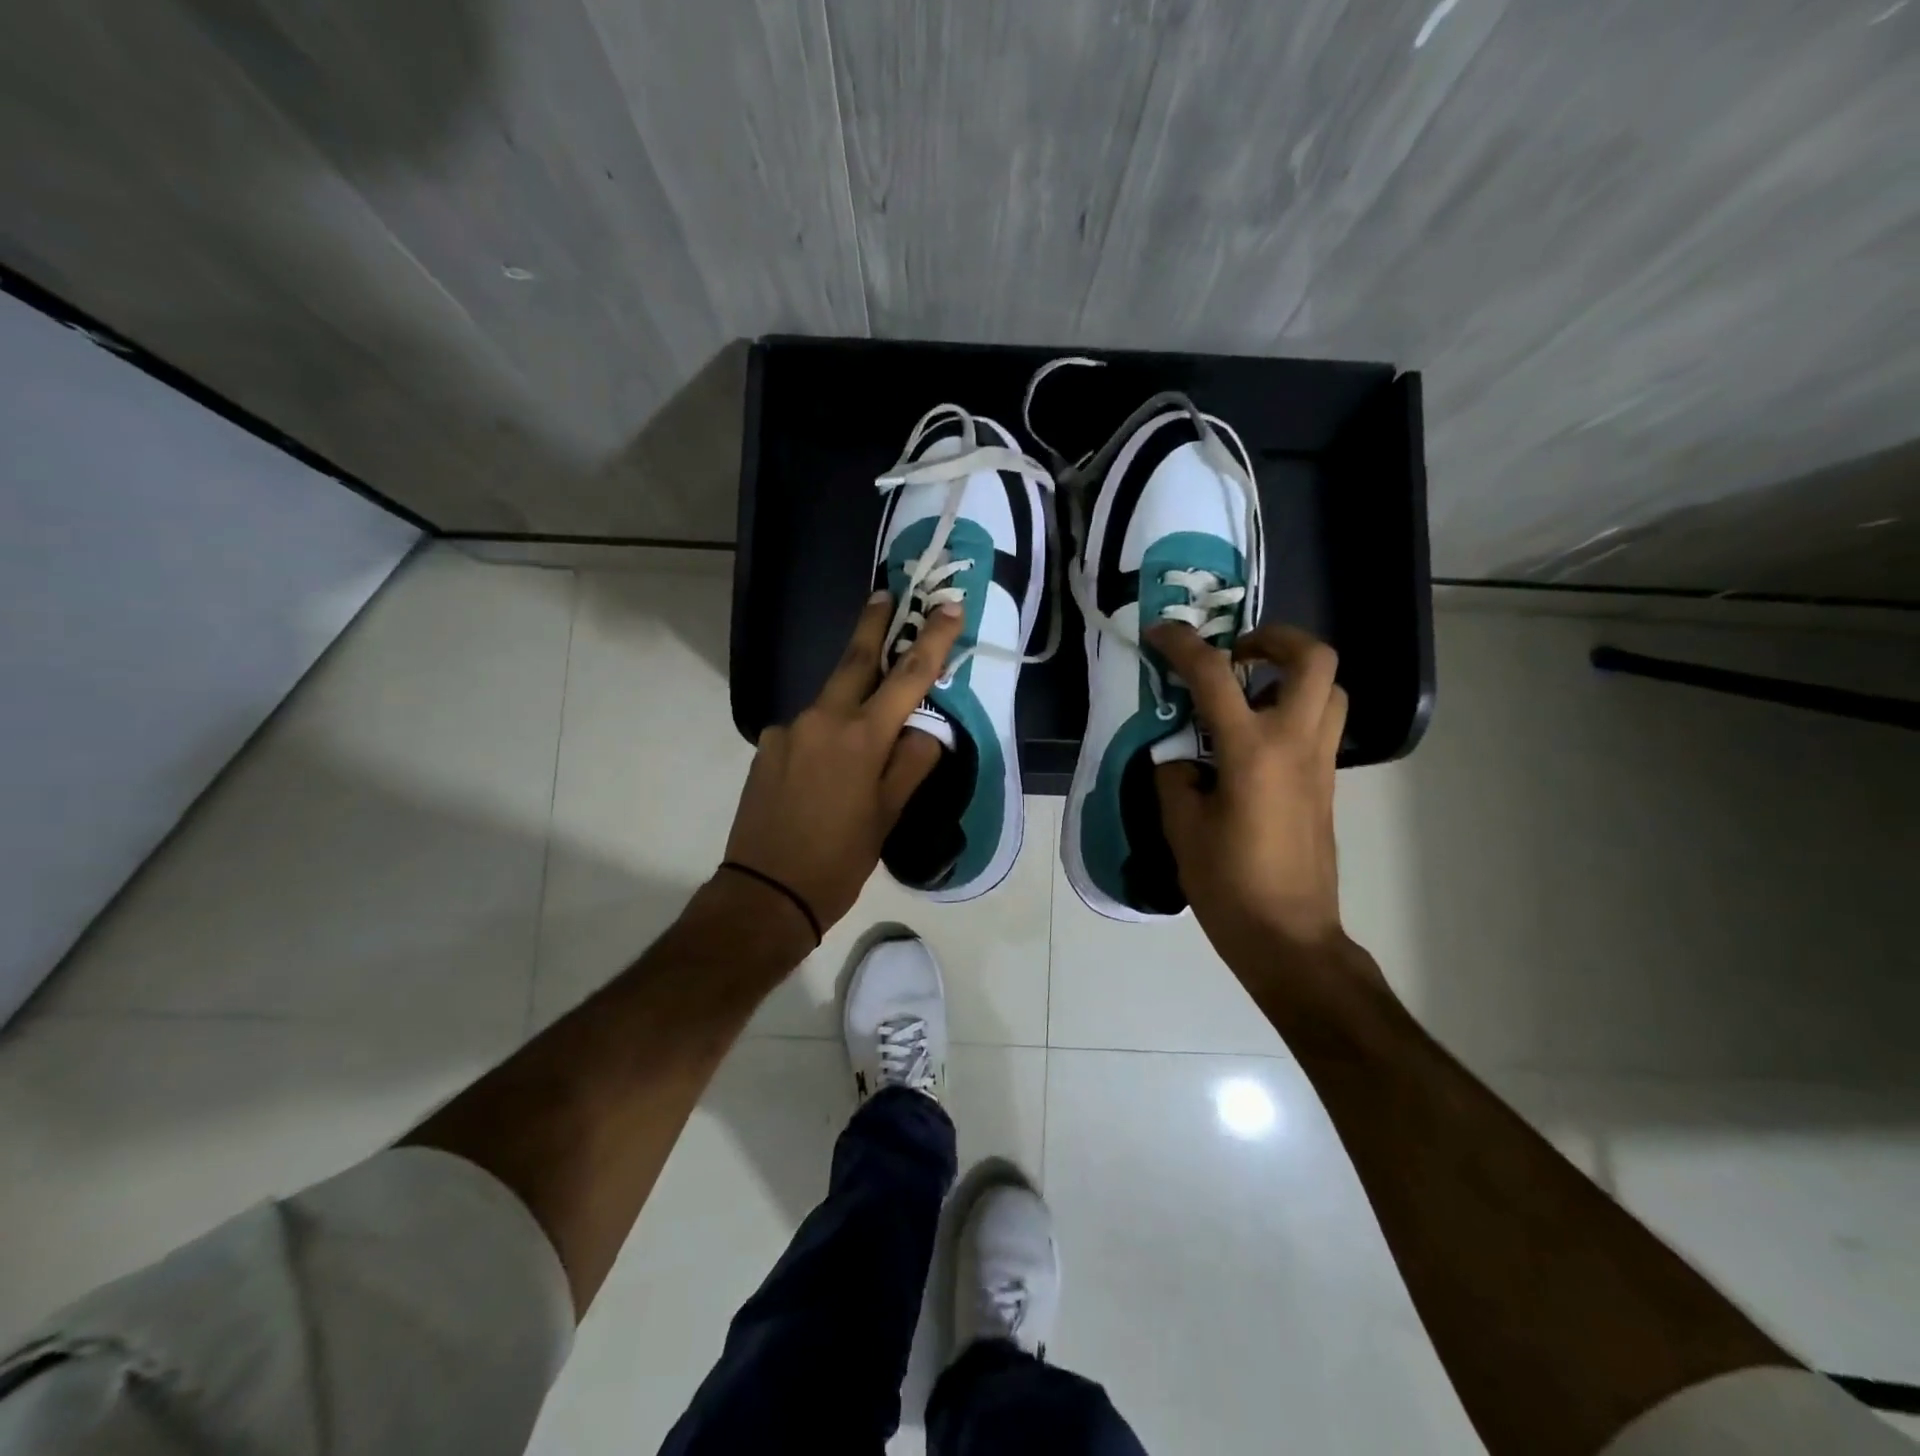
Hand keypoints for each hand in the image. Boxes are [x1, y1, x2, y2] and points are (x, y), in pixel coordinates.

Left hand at [722, 591, 962, 934]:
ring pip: (830, 702)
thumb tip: (926, 731)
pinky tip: (825, 773)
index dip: (932, 639)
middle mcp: (821, 720)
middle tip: (885, 594)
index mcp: (861, 738)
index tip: (947, 607)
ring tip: (863, 738)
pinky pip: (807, 730)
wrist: (765, 893)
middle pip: (854, 660)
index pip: (907, 677)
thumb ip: (911, 763)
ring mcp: (788, 730)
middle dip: (873, 624)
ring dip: (851, 701)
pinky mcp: (767, 746)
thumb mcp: (888, 815)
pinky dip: (825, 736)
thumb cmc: (839, 859)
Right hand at [1147, 621, 1353, 974]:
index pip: (1214, 676)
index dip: (1183, 645)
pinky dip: (1293, 708)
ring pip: (1329, 689)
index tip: (1161, 632)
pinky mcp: (1327, 783)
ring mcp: (1319, 762)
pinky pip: (1321, 723)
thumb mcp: (1181, 826)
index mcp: (1251, 751)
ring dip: (1291, 674)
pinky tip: (1254, 737)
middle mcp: (1296, 744)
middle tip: (1236, 652)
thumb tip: (1180, 754)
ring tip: (1249, 690)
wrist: (1288, 936)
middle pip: (1313, 659)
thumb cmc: (1228, 883)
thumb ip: (1175, 775)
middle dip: (1274, 639)